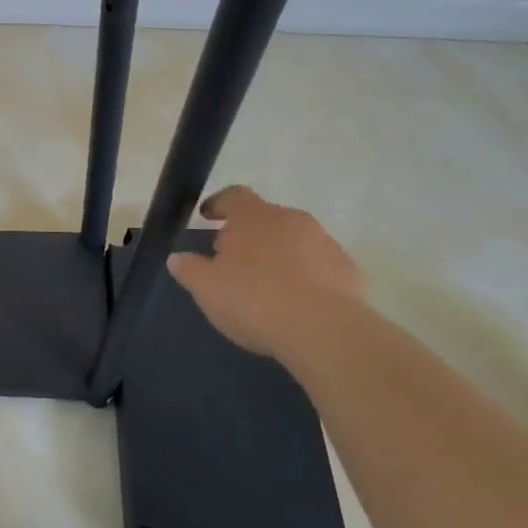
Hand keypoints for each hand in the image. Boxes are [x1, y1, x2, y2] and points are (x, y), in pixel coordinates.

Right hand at [167, 185, 366, 357]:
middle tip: (234, 261)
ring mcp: (325, 243)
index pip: (234, 195)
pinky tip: (298, 305)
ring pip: (295, 242)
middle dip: (249, 235)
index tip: (208, 216)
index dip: (219, 204)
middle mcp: (291, 219)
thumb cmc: (255, 300)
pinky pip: (320, 267)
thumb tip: (177, 258)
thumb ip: (189, 269)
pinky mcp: (349, 271)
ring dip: (280, 256)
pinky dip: (307, 278)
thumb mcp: (207, 288)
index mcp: (254, 216)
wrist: (326, 331)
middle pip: (266, 218)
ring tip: (268, 287)